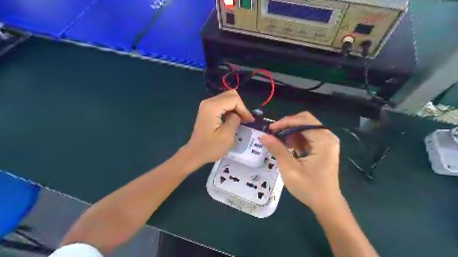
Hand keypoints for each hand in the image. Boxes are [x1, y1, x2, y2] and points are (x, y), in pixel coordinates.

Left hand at [183, 91, 253, 165]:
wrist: (195, 153)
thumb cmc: (211, 147)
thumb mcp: (227, 135)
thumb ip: (235, 120)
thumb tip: (238, 115)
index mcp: (212, 107)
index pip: (234, 99)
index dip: (244, 109)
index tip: (249, 121)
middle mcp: (208, 102)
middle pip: (231, 95)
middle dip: (241, 106)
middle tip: (246, 120)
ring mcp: (207, 105)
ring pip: (227, 98)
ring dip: (236, 108)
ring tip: (242, 120)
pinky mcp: (207, 109)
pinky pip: (223, 103)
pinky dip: (231, 109)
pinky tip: (234, 119)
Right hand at [259, 113, 340, 212]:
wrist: (326, 204)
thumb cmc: (309, 188)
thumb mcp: (290, 169)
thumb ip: (277, 149)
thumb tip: (263, 136)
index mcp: (324, 140)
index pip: (303, 121)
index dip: (285, 122)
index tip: (270, 129)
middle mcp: (328, 137)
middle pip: (306, 121)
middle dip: (288, 125)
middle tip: (273, 133)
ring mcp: (327, 142)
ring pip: (306, 127)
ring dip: (291, 131)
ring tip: (277, 140)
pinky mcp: (323, 147)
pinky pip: (308, 136)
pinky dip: (296, 138)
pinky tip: (286, 145)